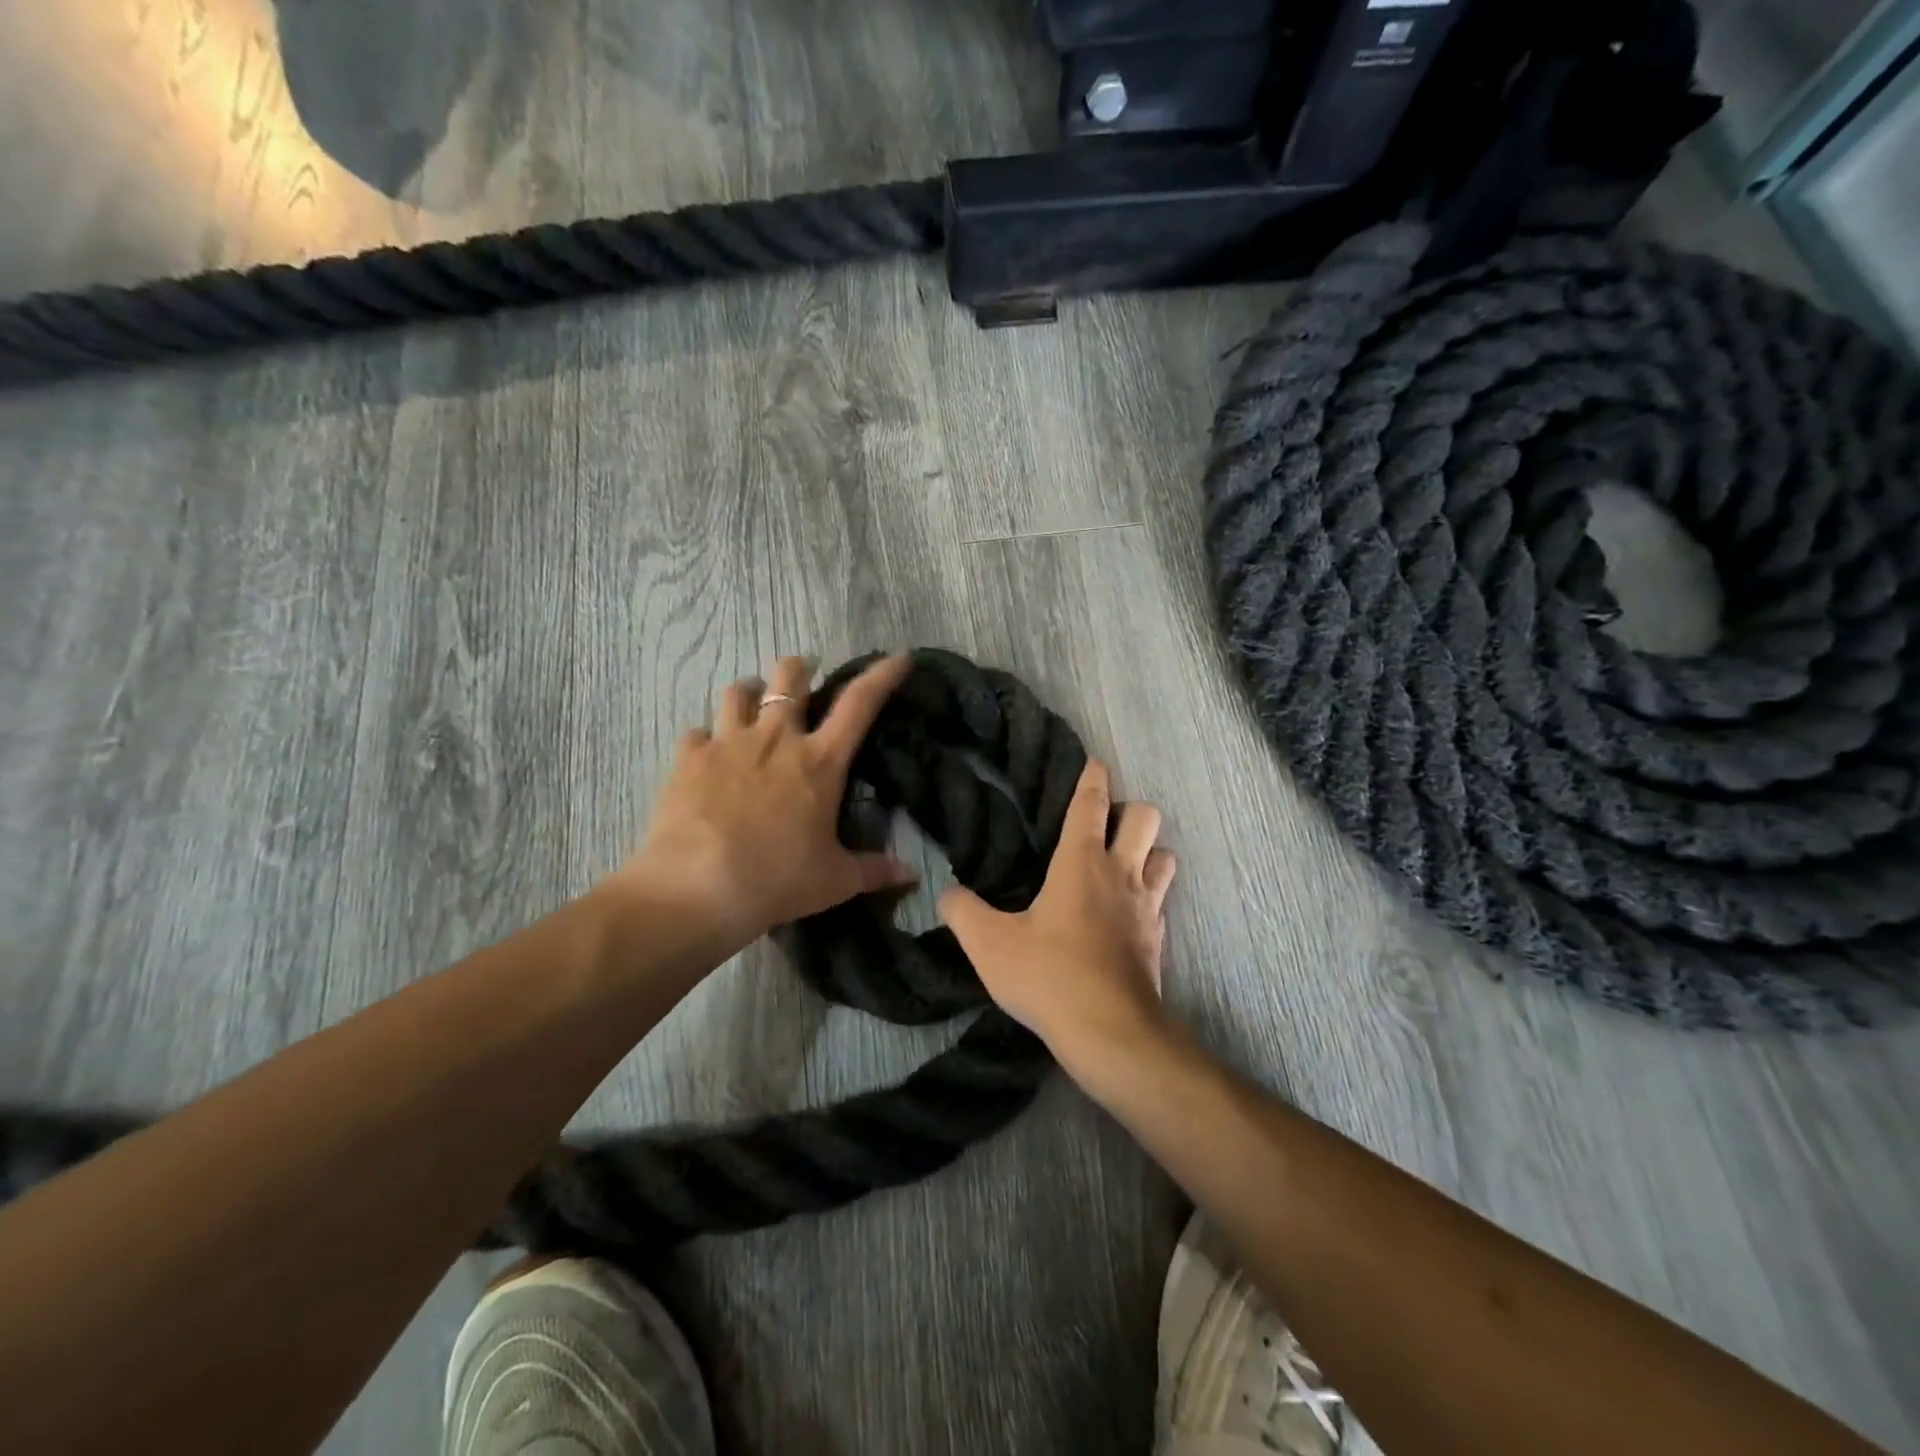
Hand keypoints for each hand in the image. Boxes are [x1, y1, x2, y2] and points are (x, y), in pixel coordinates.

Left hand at [611, 654, 916, 952]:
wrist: (695, 890)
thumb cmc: (776, 880)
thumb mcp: (833, 881)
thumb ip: (873, 870)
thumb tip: (911, 875)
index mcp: (819, 762)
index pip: (860, 704)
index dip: (882, 676)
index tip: (898, 658)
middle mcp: (776, 739)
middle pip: (790, 676)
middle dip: (799, 670)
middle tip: (803, 681)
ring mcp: (728, 743)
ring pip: (738, 690)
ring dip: (750, 693)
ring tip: (752, 706)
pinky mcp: (689, 758)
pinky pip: (698, 731)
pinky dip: (706, 738)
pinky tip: (707, 755)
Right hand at [939, 760, 1176, 1067]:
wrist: (1110, 1032)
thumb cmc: (1049, 976)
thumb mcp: (989, 944)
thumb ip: (962, 912)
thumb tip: (947, 894)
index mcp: (1081, 862)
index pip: (1091, 803)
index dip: (1093, 776)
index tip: (1093, 761)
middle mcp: (1120, 873)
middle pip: (1145, 817)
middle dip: (1129, 809)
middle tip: (1103, 824)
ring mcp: (1146, 905)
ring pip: (1164, 854)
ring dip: (1148, 850)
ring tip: (1121, 863)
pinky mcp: (1158, 937)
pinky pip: (1162, 899)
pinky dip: (1149, 894)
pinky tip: (1127, 911)